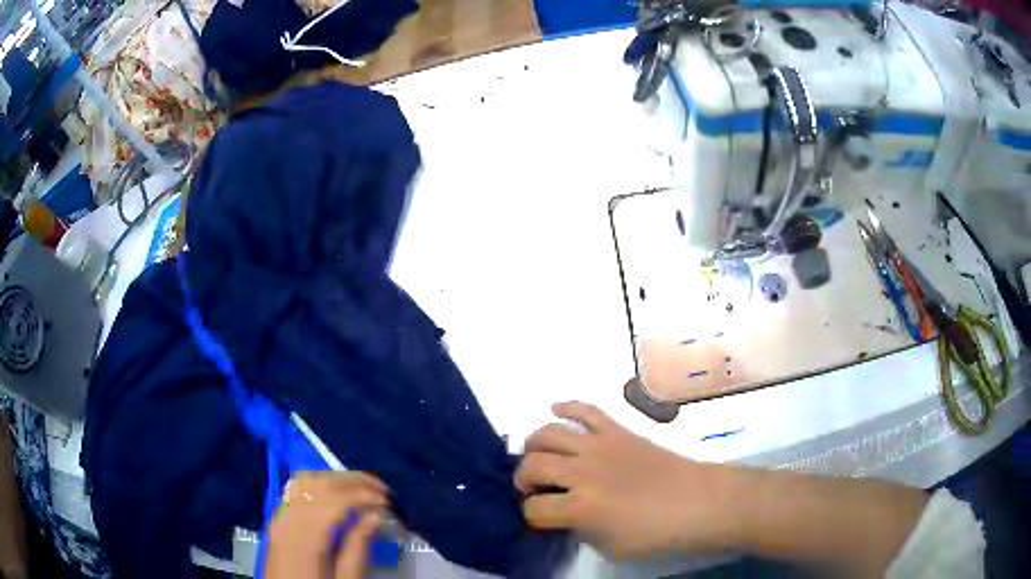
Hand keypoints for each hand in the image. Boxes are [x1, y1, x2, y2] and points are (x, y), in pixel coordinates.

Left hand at [265, 472, 388, 578]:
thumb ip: (358, 549)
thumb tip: (375, 515)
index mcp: (306, 538)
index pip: (335, 500)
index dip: (364, 495)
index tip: (388, 502)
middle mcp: (288, 519)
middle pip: (319, 484)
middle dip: (353, 481)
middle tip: (382, 490)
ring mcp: (279, 517)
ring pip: (306, 481)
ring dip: (335, 479)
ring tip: (361, 489)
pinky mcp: (277, 520)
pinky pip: (295, 490)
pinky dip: (318, 484)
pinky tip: (334, 494)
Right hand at [515, 402, 736, 557]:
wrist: (697, 502)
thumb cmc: (656, 533)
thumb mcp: (609, 546)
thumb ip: (579, 528)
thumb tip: (565, 513)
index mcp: (580, 507)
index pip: (534, 509)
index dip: (530, 515)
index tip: (538, 517)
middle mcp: (582, 472)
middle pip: (533, 465)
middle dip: (524, 479)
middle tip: (533, 488)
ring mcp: (599, 446)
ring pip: (549, 433)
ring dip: (535, 445)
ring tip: (538, 456)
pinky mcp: (617, 430)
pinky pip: (586, 409)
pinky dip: (567, 406)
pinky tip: (555, 408)